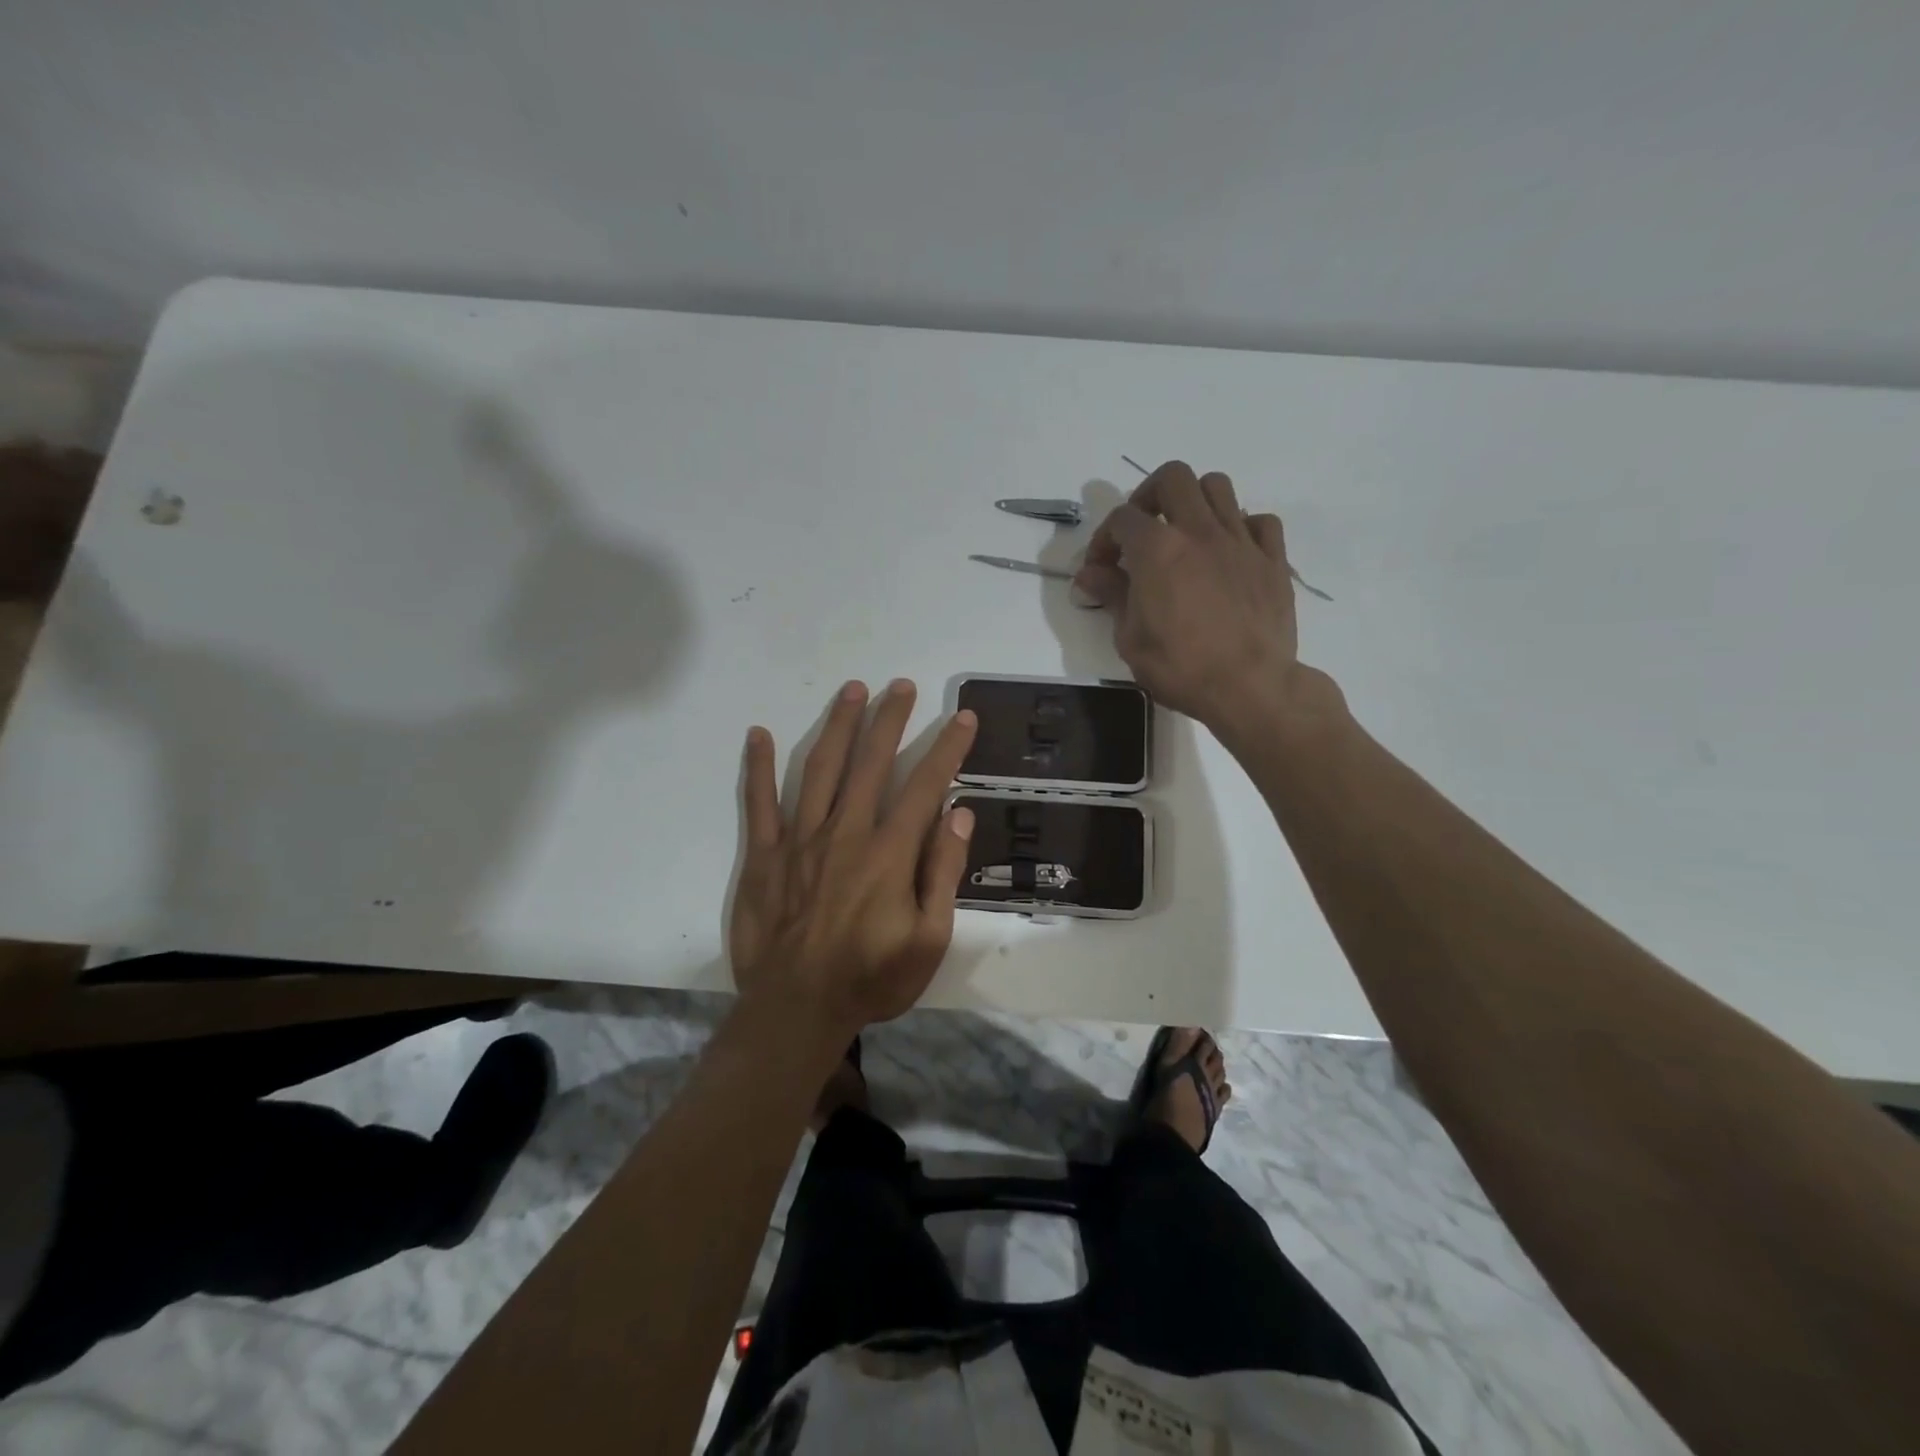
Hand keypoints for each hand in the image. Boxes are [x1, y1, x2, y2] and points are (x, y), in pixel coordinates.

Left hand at [731, 679, 978, 1044]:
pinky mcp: (763, 855)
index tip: (961, 717)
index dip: (947, 748)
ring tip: (852, 690)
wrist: (796, 1010)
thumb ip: (944, 872)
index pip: (925, 786)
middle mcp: (846, 833)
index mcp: (889, 853)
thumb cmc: (871, 978)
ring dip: (838, 726)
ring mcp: (800, 840)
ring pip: (820, 769)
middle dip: (890, 720)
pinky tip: (759, 734)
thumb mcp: (930, 939)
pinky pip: (759, 803)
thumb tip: (958, 814)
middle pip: (872, 762)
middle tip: (901, 686)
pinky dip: (758, 767)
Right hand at [1076, 460, 1329, 738]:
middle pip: (1173, 477)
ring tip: (1185, 534)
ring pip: (1218, 486)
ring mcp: (1241, 541)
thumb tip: (1088, 575)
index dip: (1104, 539)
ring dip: (1195, 502)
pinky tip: (1230, 553)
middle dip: (1149, 496)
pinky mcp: (1273, 559)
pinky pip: (1260, 521)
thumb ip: (1111, 595)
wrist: (1250, 687)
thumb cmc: (1180, 667)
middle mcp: (1200, 531)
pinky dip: (1241, 527)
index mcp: (1158, 548)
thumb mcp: (1130, 638)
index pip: (1122, 518)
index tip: (1100, 570)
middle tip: (1142, 530)